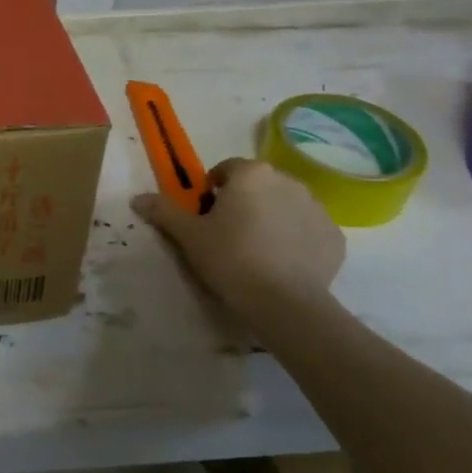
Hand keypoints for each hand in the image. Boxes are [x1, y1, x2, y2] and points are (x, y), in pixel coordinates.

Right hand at [132, 158, 344, 312]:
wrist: (284, 302)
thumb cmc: (230, 257)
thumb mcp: (188, 235)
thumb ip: (163, 211)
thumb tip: (137, 199)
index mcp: (251, 174)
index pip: (226, 170)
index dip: (212, 191)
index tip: (206, 217)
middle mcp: (288, 181)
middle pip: (258, 186)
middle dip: (244, 203)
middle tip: (228, 235)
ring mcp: (317, 208)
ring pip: (285, 206)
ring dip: (271, 218)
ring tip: (256, 251)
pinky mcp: (335, 237)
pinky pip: (308, 230)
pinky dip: (296, 240)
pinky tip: (282, 264)